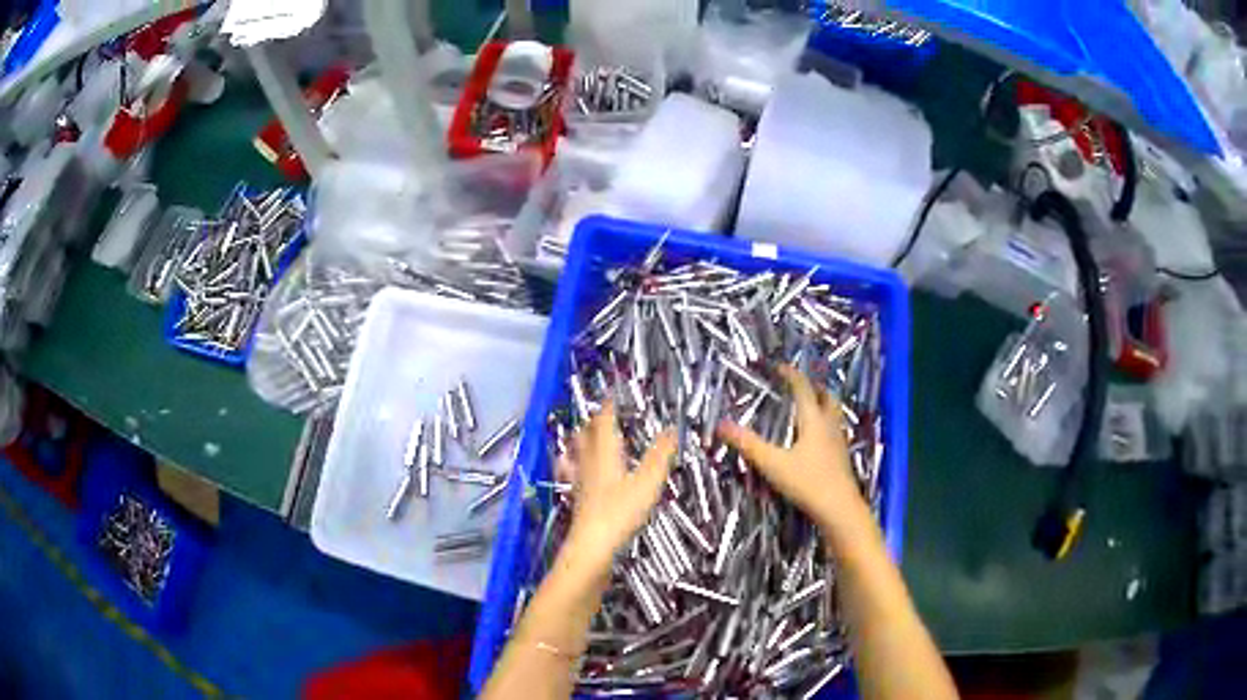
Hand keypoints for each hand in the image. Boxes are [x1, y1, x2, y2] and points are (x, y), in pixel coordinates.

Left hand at [561, 401, 674, 573]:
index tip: (616, 394)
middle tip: (607, 414)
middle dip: (595, 421)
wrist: (591, 549)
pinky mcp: (579, 500)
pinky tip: (583, 474)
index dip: (609, 405)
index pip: (603, 420)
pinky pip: (575, 474)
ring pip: (577, 452)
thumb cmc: (619, 513)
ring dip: (583, 441)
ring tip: (591, 437)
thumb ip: (660, 455)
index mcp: (604, 453)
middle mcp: (587, 462)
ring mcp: (580, 482)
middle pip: (586, 434)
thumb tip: (673, 429)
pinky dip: (578, 466)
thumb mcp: (648, 482)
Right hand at [717, 365, 861, 523]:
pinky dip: (825, 424)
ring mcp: (839, 441)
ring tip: (808, 407)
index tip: (779, 367)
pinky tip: (815, 438)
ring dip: (822, 404)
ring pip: (833, 413)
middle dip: (813, 387)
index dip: (791, 375)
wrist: (839, 509)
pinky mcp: (841, 457)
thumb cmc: (807, 482)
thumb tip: (721, 425)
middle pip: (826, 397)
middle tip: (798, 385)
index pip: (803, 389)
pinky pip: (834, 430)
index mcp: (813, 420)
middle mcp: (829, 425)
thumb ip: (748, 445)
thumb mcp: (773, 464)